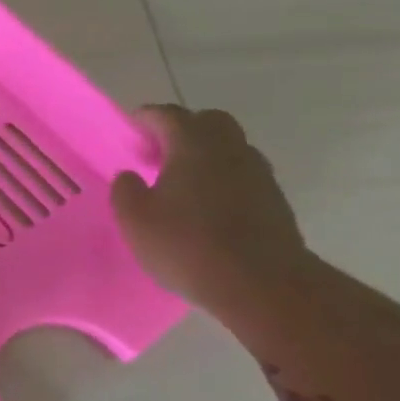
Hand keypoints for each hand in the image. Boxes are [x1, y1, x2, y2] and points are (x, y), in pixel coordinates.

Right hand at [112, 105, 312, 312]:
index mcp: (194, 146)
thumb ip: (126, 191)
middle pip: (209, 122)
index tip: (131, 127)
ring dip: (204, 154)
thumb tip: (130, 176)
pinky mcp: (273, 200)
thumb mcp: (135, 219)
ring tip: (179, 181)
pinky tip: (204, 205)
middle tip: (157, 152)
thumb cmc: (187, 245)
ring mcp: (258, 174)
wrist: (262, 284)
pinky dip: (221, 177)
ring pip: (230, 148)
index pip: (169, 115)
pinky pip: (242, 174)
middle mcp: (230, 150)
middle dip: (182, 129)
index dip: (147, 118)